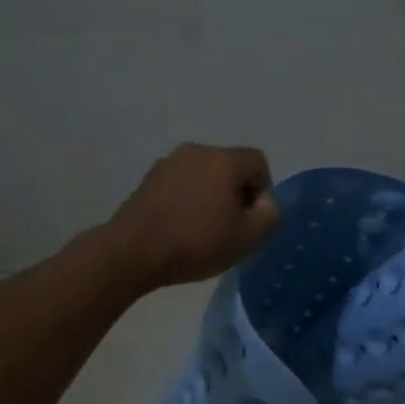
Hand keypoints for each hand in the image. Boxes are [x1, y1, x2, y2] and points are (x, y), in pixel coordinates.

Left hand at [108, 144, 278, 288]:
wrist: (133, 252)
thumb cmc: (197, 242)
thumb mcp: (249, 237)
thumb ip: (271, 214)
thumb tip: (265, 202)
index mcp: (223, 159)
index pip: (258, 162)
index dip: (263, 191)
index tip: (250, 219)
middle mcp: (196, 151)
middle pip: (231, 167)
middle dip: (237, 194)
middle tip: (230, 228)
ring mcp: (168, 163)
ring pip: (205, 176)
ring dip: (212, 198)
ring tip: (204, 230)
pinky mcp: (149, 179)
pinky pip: (182, 184)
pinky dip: (189, 201)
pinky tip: (181, 228)